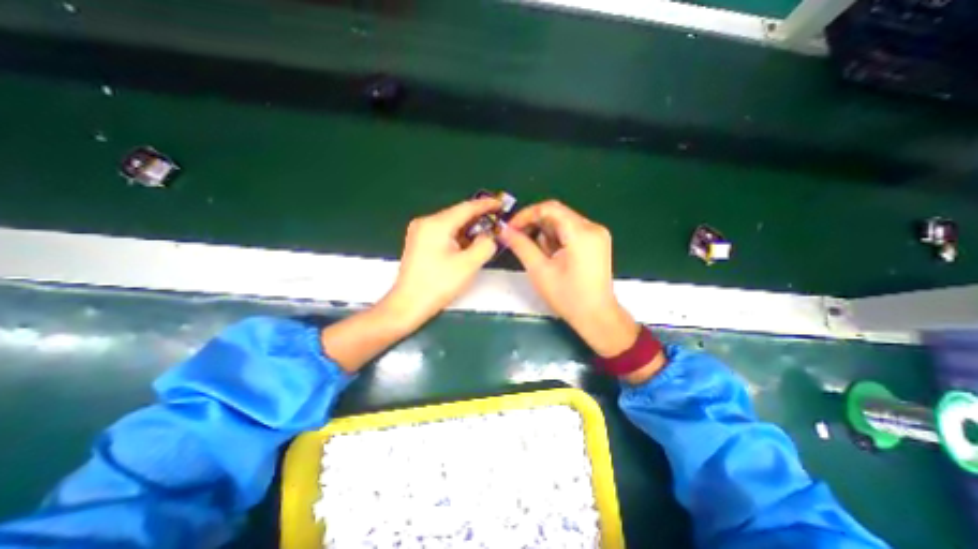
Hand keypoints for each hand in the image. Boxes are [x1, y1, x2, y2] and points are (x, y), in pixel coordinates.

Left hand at [379, 197, 499, 329]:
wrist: (408, 304)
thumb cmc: (438, 285)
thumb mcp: (468, 265)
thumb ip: (485, 245)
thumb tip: (488, 236)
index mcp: (436, 224)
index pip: (466, 207)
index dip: (486, 205)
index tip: (501, 204)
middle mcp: (425, 222)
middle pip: (457, 215)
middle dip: (478, 219)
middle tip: (496, 223)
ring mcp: (419, 232)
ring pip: (451, 224)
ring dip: (468, 230)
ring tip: (484, 236)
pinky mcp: (418, 242)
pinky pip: (443, 233)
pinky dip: (457, 237)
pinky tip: (466, 246)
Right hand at [497, 200, 641, 354]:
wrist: (597, 317)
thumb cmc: (568, 297)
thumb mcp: (540, 271)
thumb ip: (521, 246)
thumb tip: (504, 230)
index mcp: (581, 232)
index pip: (549, 208)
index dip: (526, 215)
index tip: (510, 228)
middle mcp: (593, 227)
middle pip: (556, 214)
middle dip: (534, 225)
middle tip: (518, 240)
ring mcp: (597, 234)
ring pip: (562, 222)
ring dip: (545, 234)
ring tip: (540, 257)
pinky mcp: (597, 242)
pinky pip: (571, 231)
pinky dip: (556, 239)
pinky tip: (552, 257)